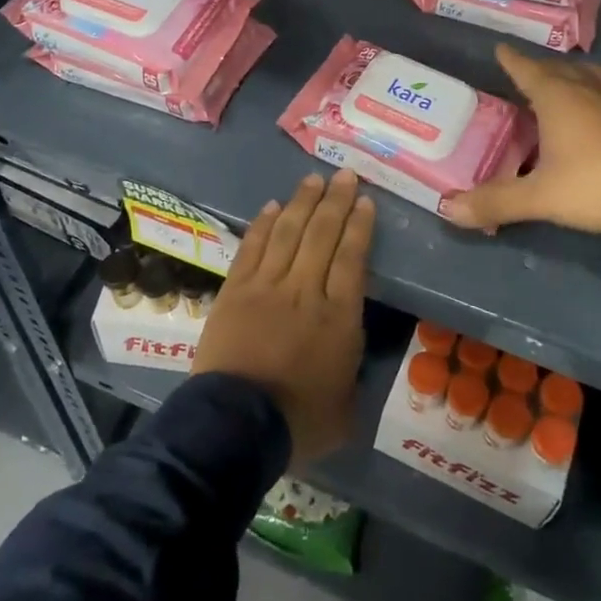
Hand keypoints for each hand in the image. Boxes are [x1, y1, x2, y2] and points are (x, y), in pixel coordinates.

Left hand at [194, 170, 375, 465]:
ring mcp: (266, 286)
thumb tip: (349, 352)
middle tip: (345, 175)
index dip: (359, 226)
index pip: (352, 258)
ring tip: (313, 180)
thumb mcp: (346, 406)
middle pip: (322, 235)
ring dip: (302, 203)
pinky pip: (252, 248)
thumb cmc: (297, 421)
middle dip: (336, 202)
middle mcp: (305, 290)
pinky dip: (263, 225)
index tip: (365, 202)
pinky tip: (271, 206)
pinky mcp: (235, 290)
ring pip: (288, 233)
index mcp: (338, 316)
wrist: (235, 426)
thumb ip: (351, 371)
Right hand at [442, 44, 600, 233]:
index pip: (528, 71)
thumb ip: (495, 201)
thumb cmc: (595, 184)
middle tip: (528, 72)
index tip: (500, 48)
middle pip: (561, 69)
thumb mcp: (539, 197)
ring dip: (579, 74)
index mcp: (558, 98)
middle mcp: (589, 91)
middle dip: (542, 68)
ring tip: (571, 78)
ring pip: (596, 76)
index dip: (512, 60)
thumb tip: (448, 209)